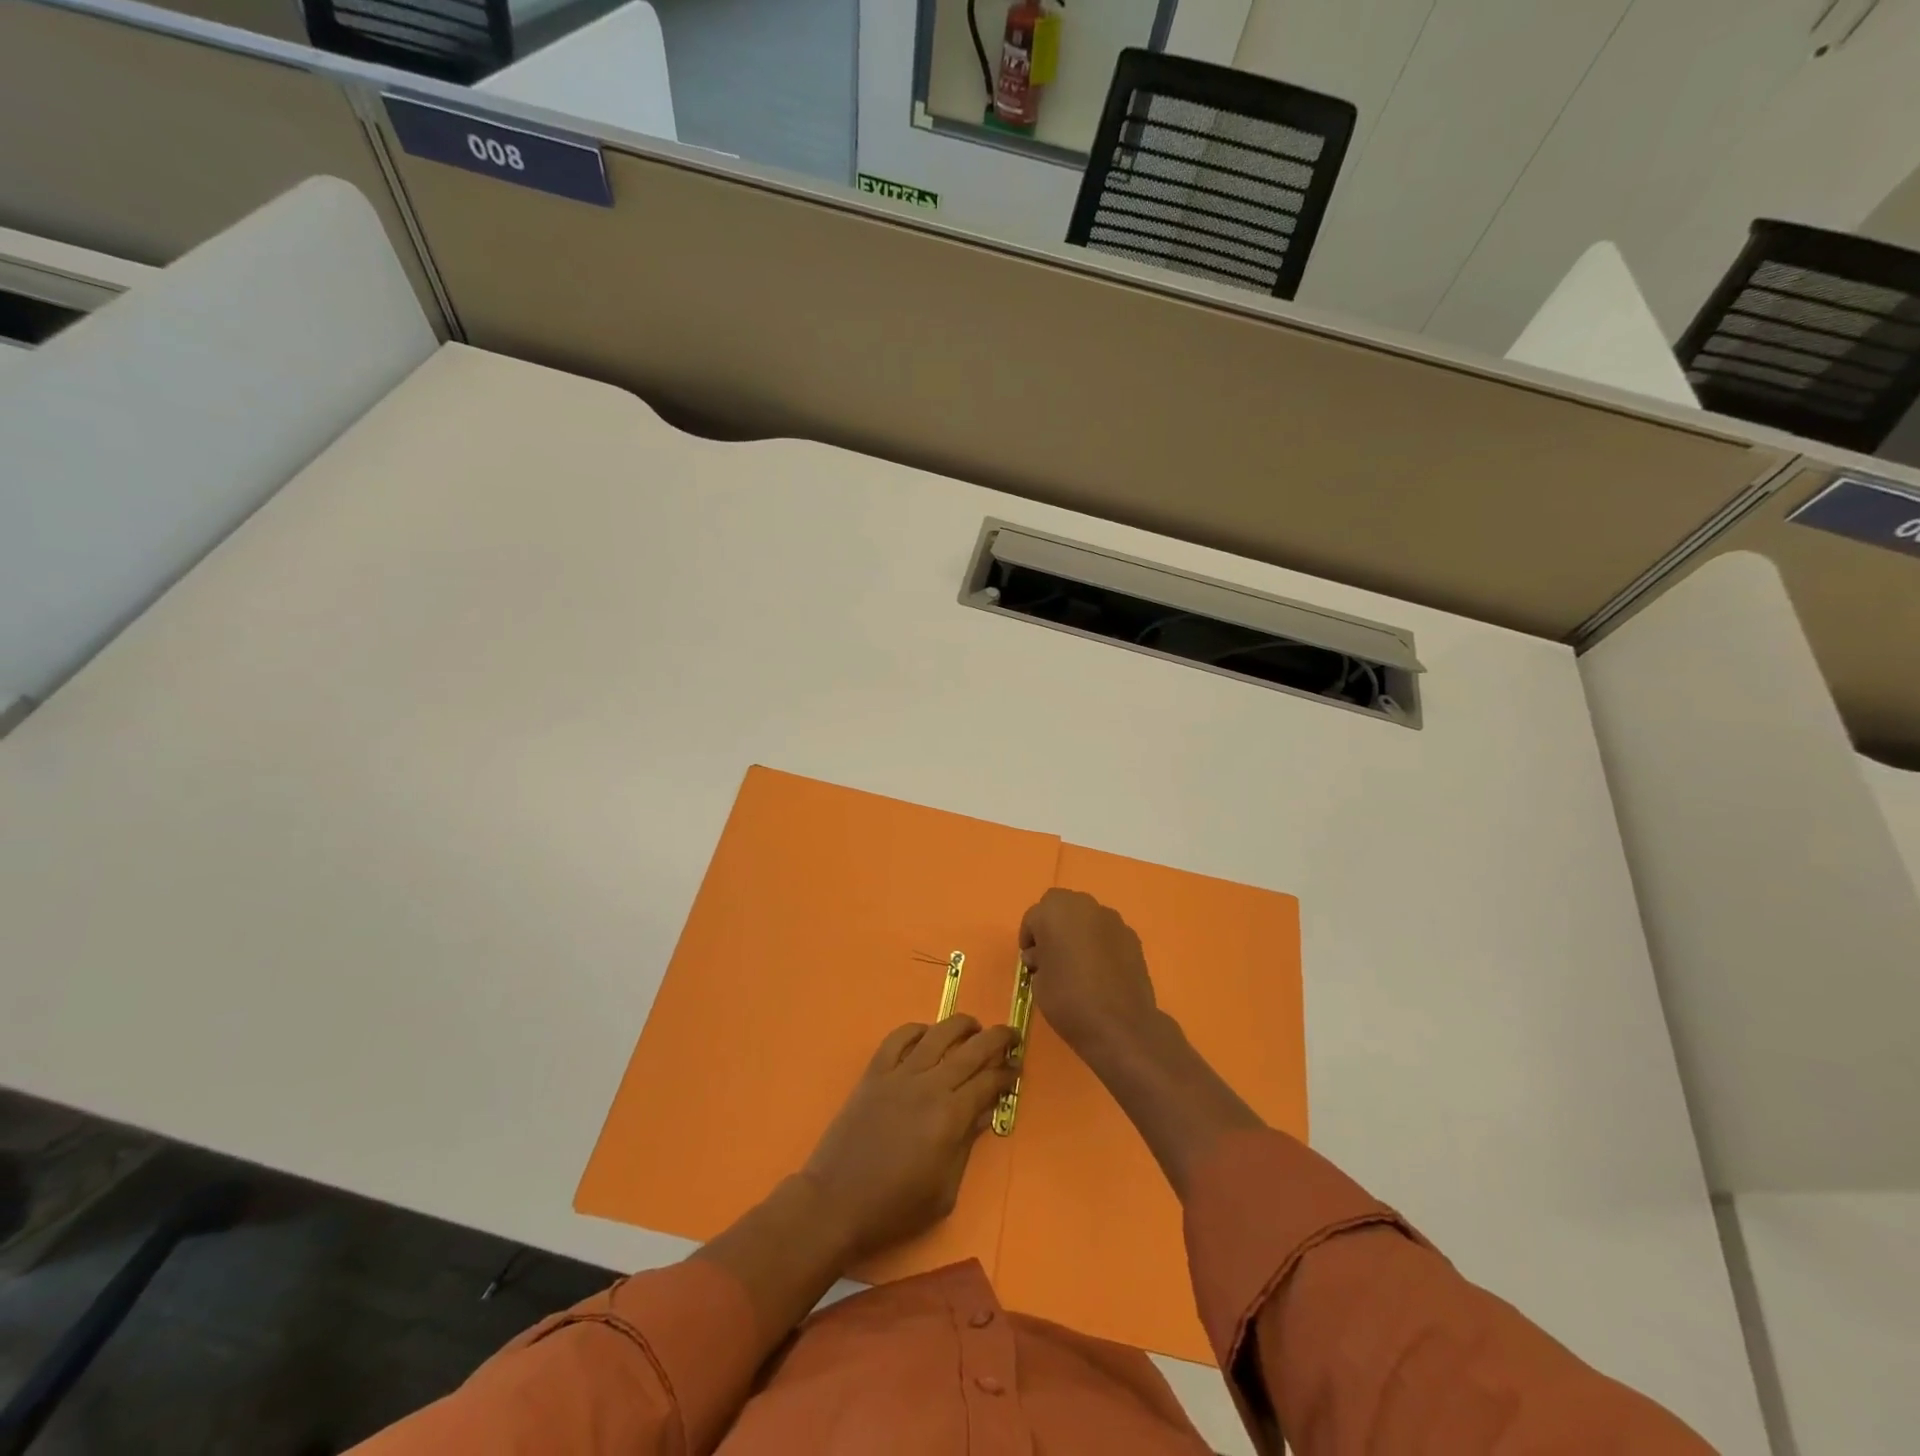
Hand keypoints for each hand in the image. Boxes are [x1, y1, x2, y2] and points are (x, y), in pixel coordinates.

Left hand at [803, 1016, 1017, 1258]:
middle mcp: (929, 1085)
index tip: (1017, 1070)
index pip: (989, 1082)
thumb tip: (985, 1112)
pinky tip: (926, 1033)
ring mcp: (899, 1074)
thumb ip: (967, 1145)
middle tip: (1011, 1035)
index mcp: (950, 1116)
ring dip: (961, 1025)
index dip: (1007, 1074)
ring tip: (974, 1026)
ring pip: (937, 1034)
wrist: (836, 1202)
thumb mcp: (944, 1191)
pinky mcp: (874, 1073)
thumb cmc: (895, 1207)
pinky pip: (898, 1038)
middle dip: (997, 1038)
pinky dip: (916, 1029)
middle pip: (972, 1049)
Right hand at [1019, 889, 1160, 1062]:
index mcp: (1054, 911)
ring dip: (1078, 932)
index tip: (1031, 962)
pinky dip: (1100, 944)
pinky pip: (1107, 933)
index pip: (1033, 917)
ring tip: (1078, 964)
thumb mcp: (1037, 982)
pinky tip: (1100, 971)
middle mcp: (1084, 906)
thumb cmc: (1068, 1000)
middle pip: (1061, 907)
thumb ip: (1038, 959)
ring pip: (1086, 917)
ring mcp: (1112, 919)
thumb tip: (1043, 955)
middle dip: (1053, 926)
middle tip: (1052, 956)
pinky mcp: (1132, 936)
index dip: (1029, 939)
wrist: (1120, 1025)